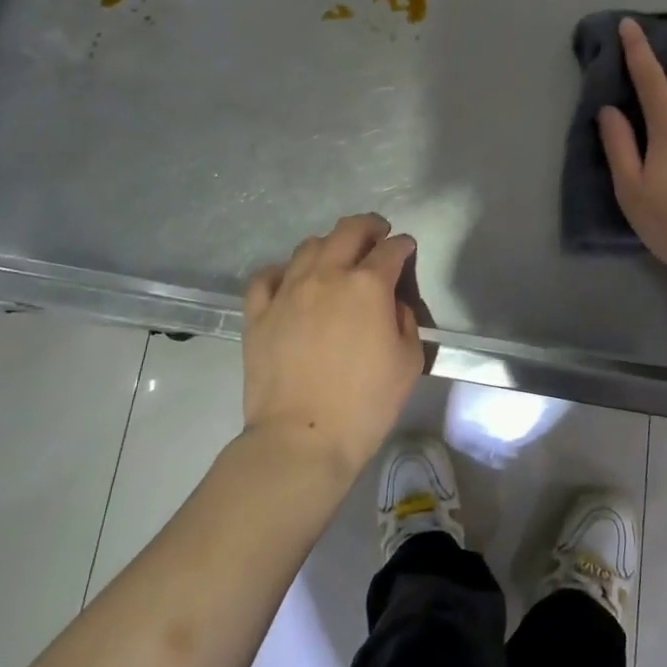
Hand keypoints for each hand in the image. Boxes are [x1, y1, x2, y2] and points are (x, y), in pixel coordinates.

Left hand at [241, 214, 425, 475]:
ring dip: (329, 245)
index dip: (403, 245)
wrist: (302, 438)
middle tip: (377, 235)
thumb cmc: (366, 404)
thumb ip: (405, 320)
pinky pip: (266, 276)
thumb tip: (392, 303)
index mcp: (368, 285)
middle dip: (369, 227)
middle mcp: (327, 276)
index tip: (406, 249)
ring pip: (308, 247)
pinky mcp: (258, 314)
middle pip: (348, 230)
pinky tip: (290, 281)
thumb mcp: (409, 361)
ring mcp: (288, 292)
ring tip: (336, 259)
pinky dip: (282, 271)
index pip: (391, 249)